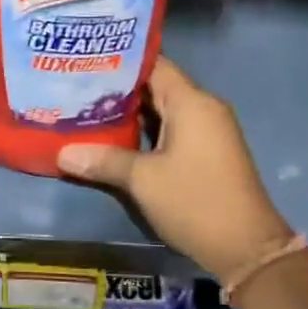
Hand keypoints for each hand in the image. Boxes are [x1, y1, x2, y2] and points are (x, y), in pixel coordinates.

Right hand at [58, 57, 293, 280]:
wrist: (246, 247)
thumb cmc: (194, 201)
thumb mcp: (143, 180)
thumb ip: (103, 160)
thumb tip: (62, 153)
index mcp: (191, 102)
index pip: (154, 65)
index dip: (120, 62)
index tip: (86, 61)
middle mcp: (204, 107)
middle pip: (157, 86)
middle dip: (119, 90)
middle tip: (77, 88)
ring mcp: (210, 130)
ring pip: (165, 110)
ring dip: (132, 113)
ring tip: (88, 111)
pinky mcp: (210, 152)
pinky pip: (175, 129)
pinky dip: (148, 131)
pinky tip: (118, 139)